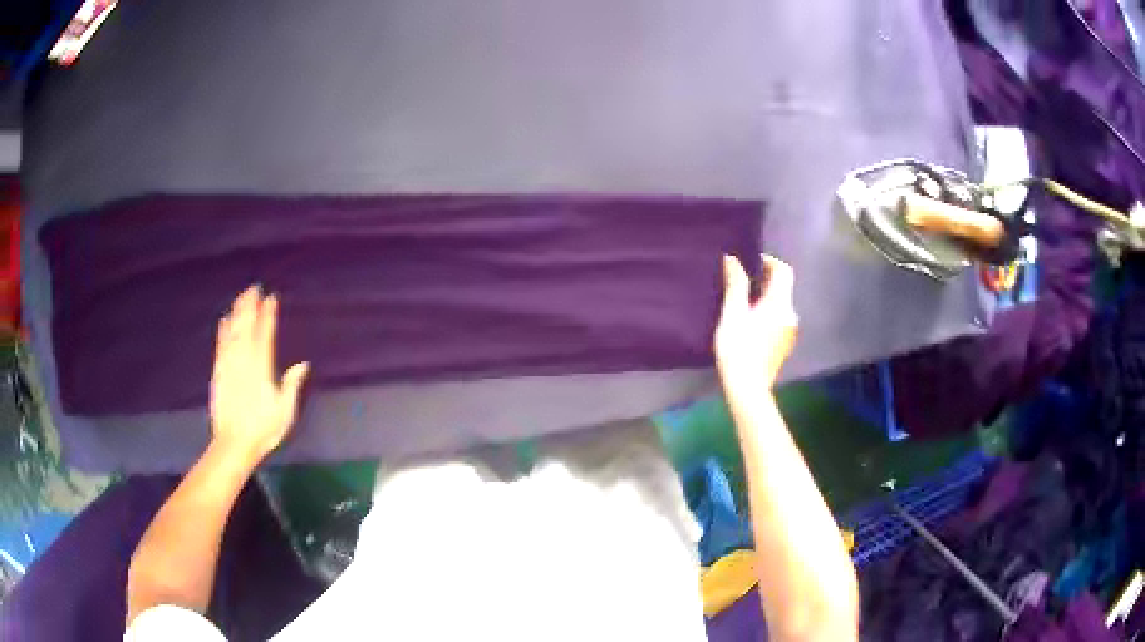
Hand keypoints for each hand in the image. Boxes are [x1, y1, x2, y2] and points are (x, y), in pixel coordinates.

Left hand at [210, 286, 309, 462]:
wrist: (234, 444)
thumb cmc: (263, 430)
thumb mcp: (285, 412)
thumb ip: (291, 386)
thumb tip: (302, 364)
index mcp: (261, 369)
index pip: (265, 335)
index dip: (268, 315)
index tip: (271, 298)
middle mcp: (244, 362)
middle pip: (246, 328)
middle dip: (250, 307)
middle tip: (253, 288)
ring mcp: (229, 366)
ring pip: (233, 332)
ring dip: (237, 313)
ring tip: (241, 297)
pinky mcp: (218, 373)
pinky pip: (221, 346)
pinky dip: (223, 331)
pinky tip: (224, 320)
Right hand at [714, 254, 798, 391]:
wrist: (748, 389)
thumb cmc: (738, 348)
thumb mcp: (733, 314)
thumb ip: (735, 284)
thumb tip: (732, 258)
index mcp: (780, 303)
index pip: (783, 271)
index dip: (769, 261)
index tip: (749, 263)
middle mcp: (790, 314)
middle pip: (782, 287)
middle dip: (764, 279)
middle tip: (739, 280)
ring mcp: (789, 332)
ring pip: (779, 304)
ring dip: (764, 297)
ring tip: (741, 301)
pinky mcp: (784, 345)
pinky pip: (777, 319)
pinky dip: (766, 313)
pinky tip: (748, 323)